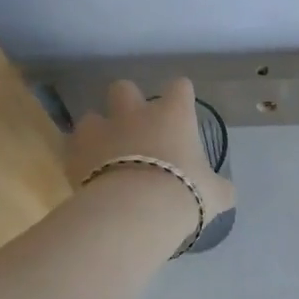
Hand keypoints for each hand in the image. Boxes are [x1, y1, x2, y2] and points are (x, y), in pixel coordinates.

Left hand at [65, 78, 235, 226]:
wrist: (135, 211)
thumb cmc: (184, 193)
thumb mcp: (215, 194)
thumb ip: (219, 187)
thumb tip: (225, 191)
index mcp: (173, 115)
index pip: (179, 87)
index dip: (180, 96)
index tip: (182, 109)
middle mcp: (135, 114)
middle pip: (124, 88)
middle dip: (127, 102)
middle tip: (136, 128)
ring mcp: (102, 131)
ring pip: (91, 116)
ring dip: (98, 131)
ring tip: (106, 153)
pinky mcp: (75, 154)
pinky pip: (73, 148)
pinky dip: (80, 158)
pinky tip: (89, 175)